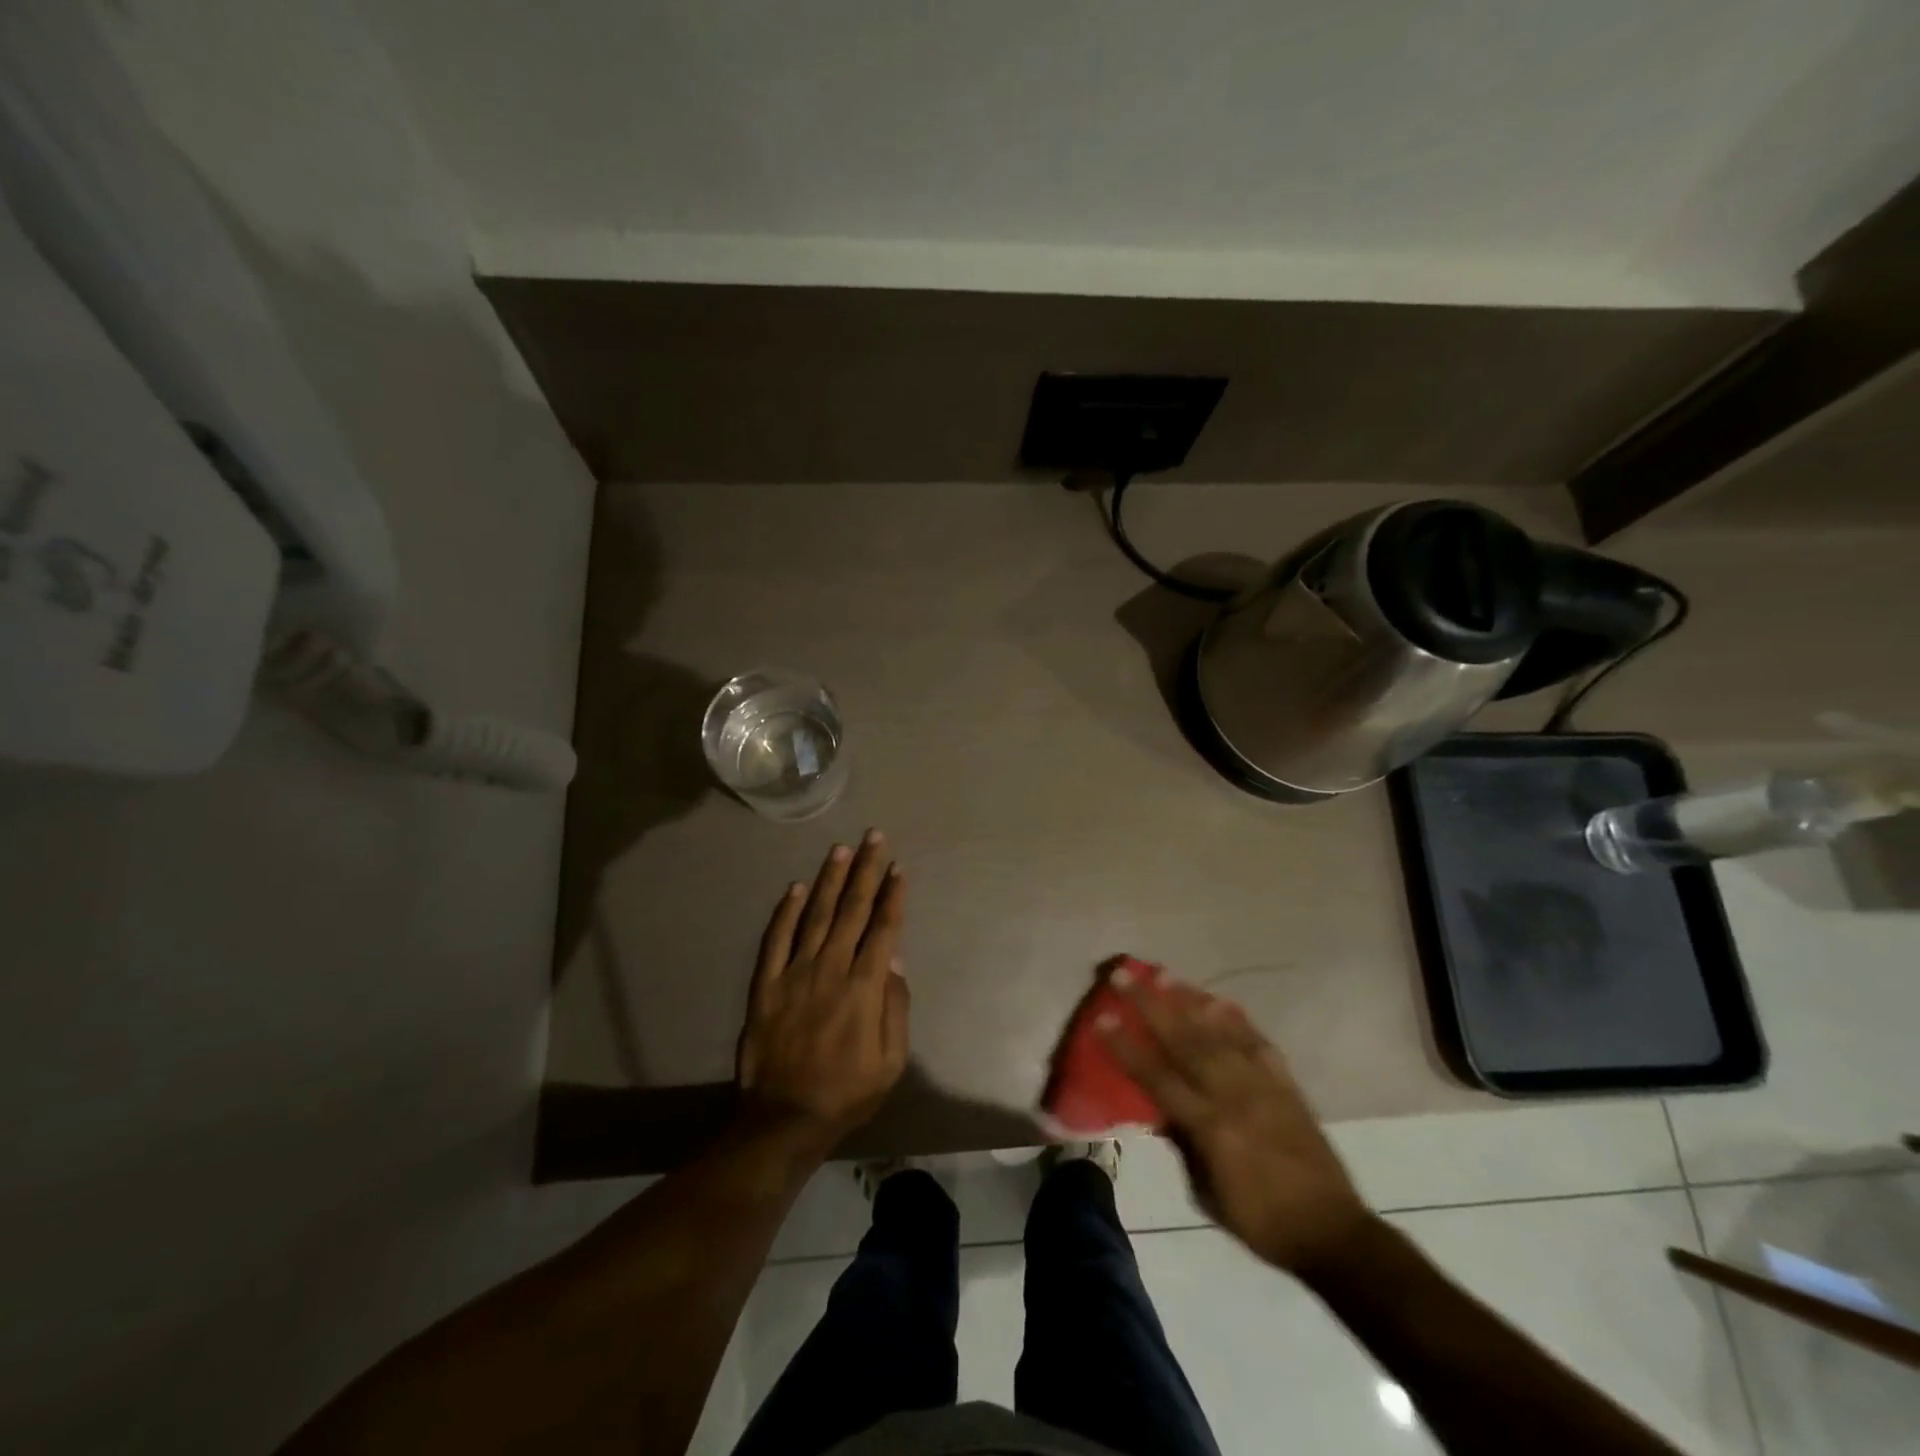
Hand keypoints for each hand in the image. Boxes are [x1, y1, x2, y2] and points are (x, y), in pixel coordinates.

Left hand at [736, 830, 909, 1144]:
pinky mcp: (766, 985)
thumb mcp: (891, 1060)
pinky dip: (786, 912)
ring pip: (815, 915)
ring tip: (840, 849)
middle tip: (873, 837)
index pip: (882, 929)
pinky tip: (796, 888)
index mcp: (864, 987)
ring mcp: (794, 973)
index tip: (898, 867)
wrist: (785, 1119)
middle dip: (865, 870)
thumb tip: (893, 957)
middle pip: (851, 910)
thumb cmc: (848, 1091)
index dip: (892, 895)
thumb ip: (895, 1005)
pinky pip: (776, 940)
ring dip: (830, 879)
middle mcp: (830, 969)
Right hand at [1102, 974, 1372, 1276]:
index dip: (1127, 1047)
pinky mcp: (1287, 1085)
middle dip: (1150, 1005)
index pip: (1158, 1076)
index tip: (1103, 1017)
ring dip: (1189, 1001)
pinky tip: (1220, 1003)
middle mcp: (1234, 1095)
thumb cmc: (1260, 1222)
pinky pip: (1258, 1043)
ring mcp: (1263, 1085)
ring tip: (1165, 976)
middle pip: (1185, 1041)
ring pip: (1220, 1032)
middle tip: (1125, 975)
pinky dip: (1238, 1021)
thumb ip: (1183, 1145)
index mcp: (1210, 1126)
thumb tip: (1161, 1110)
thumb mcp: (1206, 1194)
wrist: (1332, 1233)